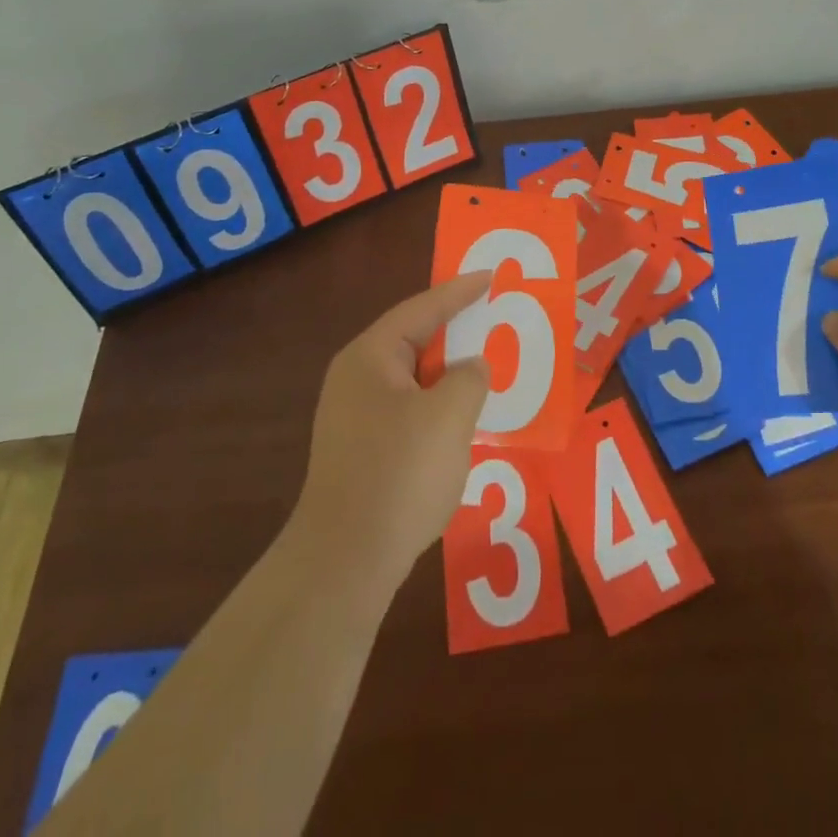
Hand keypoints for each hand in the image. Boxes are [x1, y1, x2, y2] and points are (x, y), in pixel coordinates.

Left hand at [290, 273, 493, 590]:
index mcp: (370, 357)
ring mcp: (355, 418)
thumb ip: (469, 377)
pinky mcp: (362, 451)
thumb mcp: (449, 415)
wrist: (345, 561)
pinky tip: (463, 419)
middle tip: (492, 316)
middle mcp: (356, 379)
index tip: (490, 276)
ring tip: (487, 365)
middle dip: (455, 331)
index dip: (459, 292)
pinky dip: (439, 405)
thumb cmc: (399, 474)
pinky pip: (409, 410)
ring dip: (449, 373)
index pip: (421, 309)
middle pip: (414, 341)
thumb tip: (471, 367)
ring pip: (413, 379)